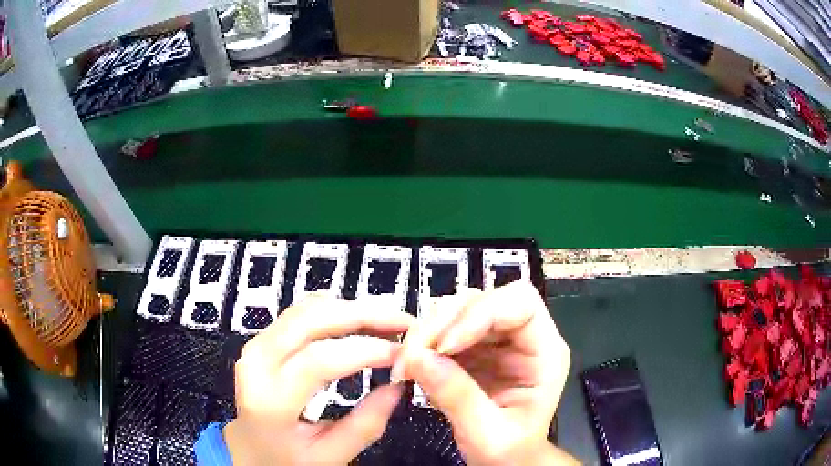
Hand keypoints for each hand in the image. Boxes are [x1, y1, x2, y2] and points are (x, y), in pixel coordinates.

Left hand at [225, 296, 413, 464]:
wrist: (248, 450)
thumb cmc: (285, 460)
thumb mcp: (329, 456)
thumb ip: (366, 425)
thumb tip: (399, 386)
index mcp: (269, 401)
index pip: (317, 361)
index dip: (365, 350)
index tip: (402, 353)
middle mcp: (256, 363)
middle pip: (310, 320)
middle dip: (362, 315)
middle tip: (402, 323)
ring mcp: (256, 346)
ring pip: (305, 309)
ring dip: (350, 309)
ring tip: (386, 323)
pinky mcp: (263, 340)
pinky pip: (301, 313)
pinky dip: (334, 311)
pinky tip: (358, 322)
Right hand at [392, 281, 576, 464]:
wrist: (506, 461)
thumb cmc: (510, 452)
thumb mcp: (488, 435)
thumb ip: (458, 398)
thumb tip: (416, 358)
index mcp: (545, 352)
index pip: (520, 303)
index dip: (481, 313)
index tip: (445, 346)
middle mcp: (523, 337)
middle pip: (483, 300)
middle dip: (442, 322)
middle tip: (411, 356)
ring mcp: (496, 341)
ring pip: (458, 309)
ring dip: (427, 330)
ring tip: (407, 362)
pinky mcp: (472, 349)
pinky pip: (443, 328)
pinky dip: (423, 341)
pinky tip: (411, 363)